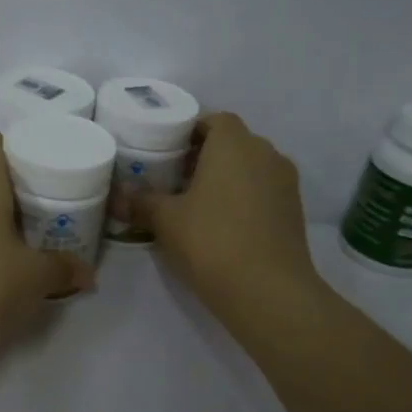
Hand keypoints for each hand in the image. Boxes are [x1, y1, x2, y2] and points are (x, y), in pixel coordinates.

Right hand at [132, 113, 328, 318]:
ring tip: (197, 202)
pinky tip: (222, 224)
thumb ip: (141, 202)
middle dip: (206, 155)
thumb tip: (117, 197)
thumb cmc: (211, 240)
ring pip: (251, 167)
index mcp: (234, 144)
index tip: (168, 151)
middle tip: (175, 177)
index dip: (190, 131)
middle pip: (233, 142)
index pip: (214, 119)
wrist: (268, 291)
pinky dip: (244, 198)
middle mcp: (265, 153)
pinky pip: (264, 191)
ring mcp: (285, 182)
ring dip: (227, 177)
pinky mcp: (294, 211)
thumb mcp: (165, 220)